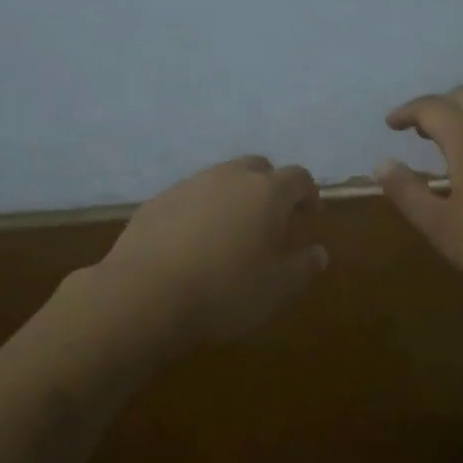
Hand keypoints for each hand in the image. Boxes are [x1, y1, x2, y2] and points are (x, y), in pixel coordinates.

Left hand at [97, 157, 327, 343]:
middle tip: (272, 218)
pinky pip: (190, 196)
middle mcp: (229, 177)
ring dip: (233, 196)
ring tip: (232, 230)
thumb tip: (319, 252)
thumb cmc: (224, 291)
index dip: (309, 193)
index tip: (311, 215)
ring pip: (221, 178)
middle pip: (258, 168)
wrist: (143, 295)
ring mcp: (189, 185)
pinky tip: (194, 241)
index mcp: (266, 193)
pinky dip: (201, 210)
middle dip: (270, 187)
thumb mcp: (276, 289)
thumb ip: (303, 267)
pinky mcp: (158, 200)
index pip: (298, 177)